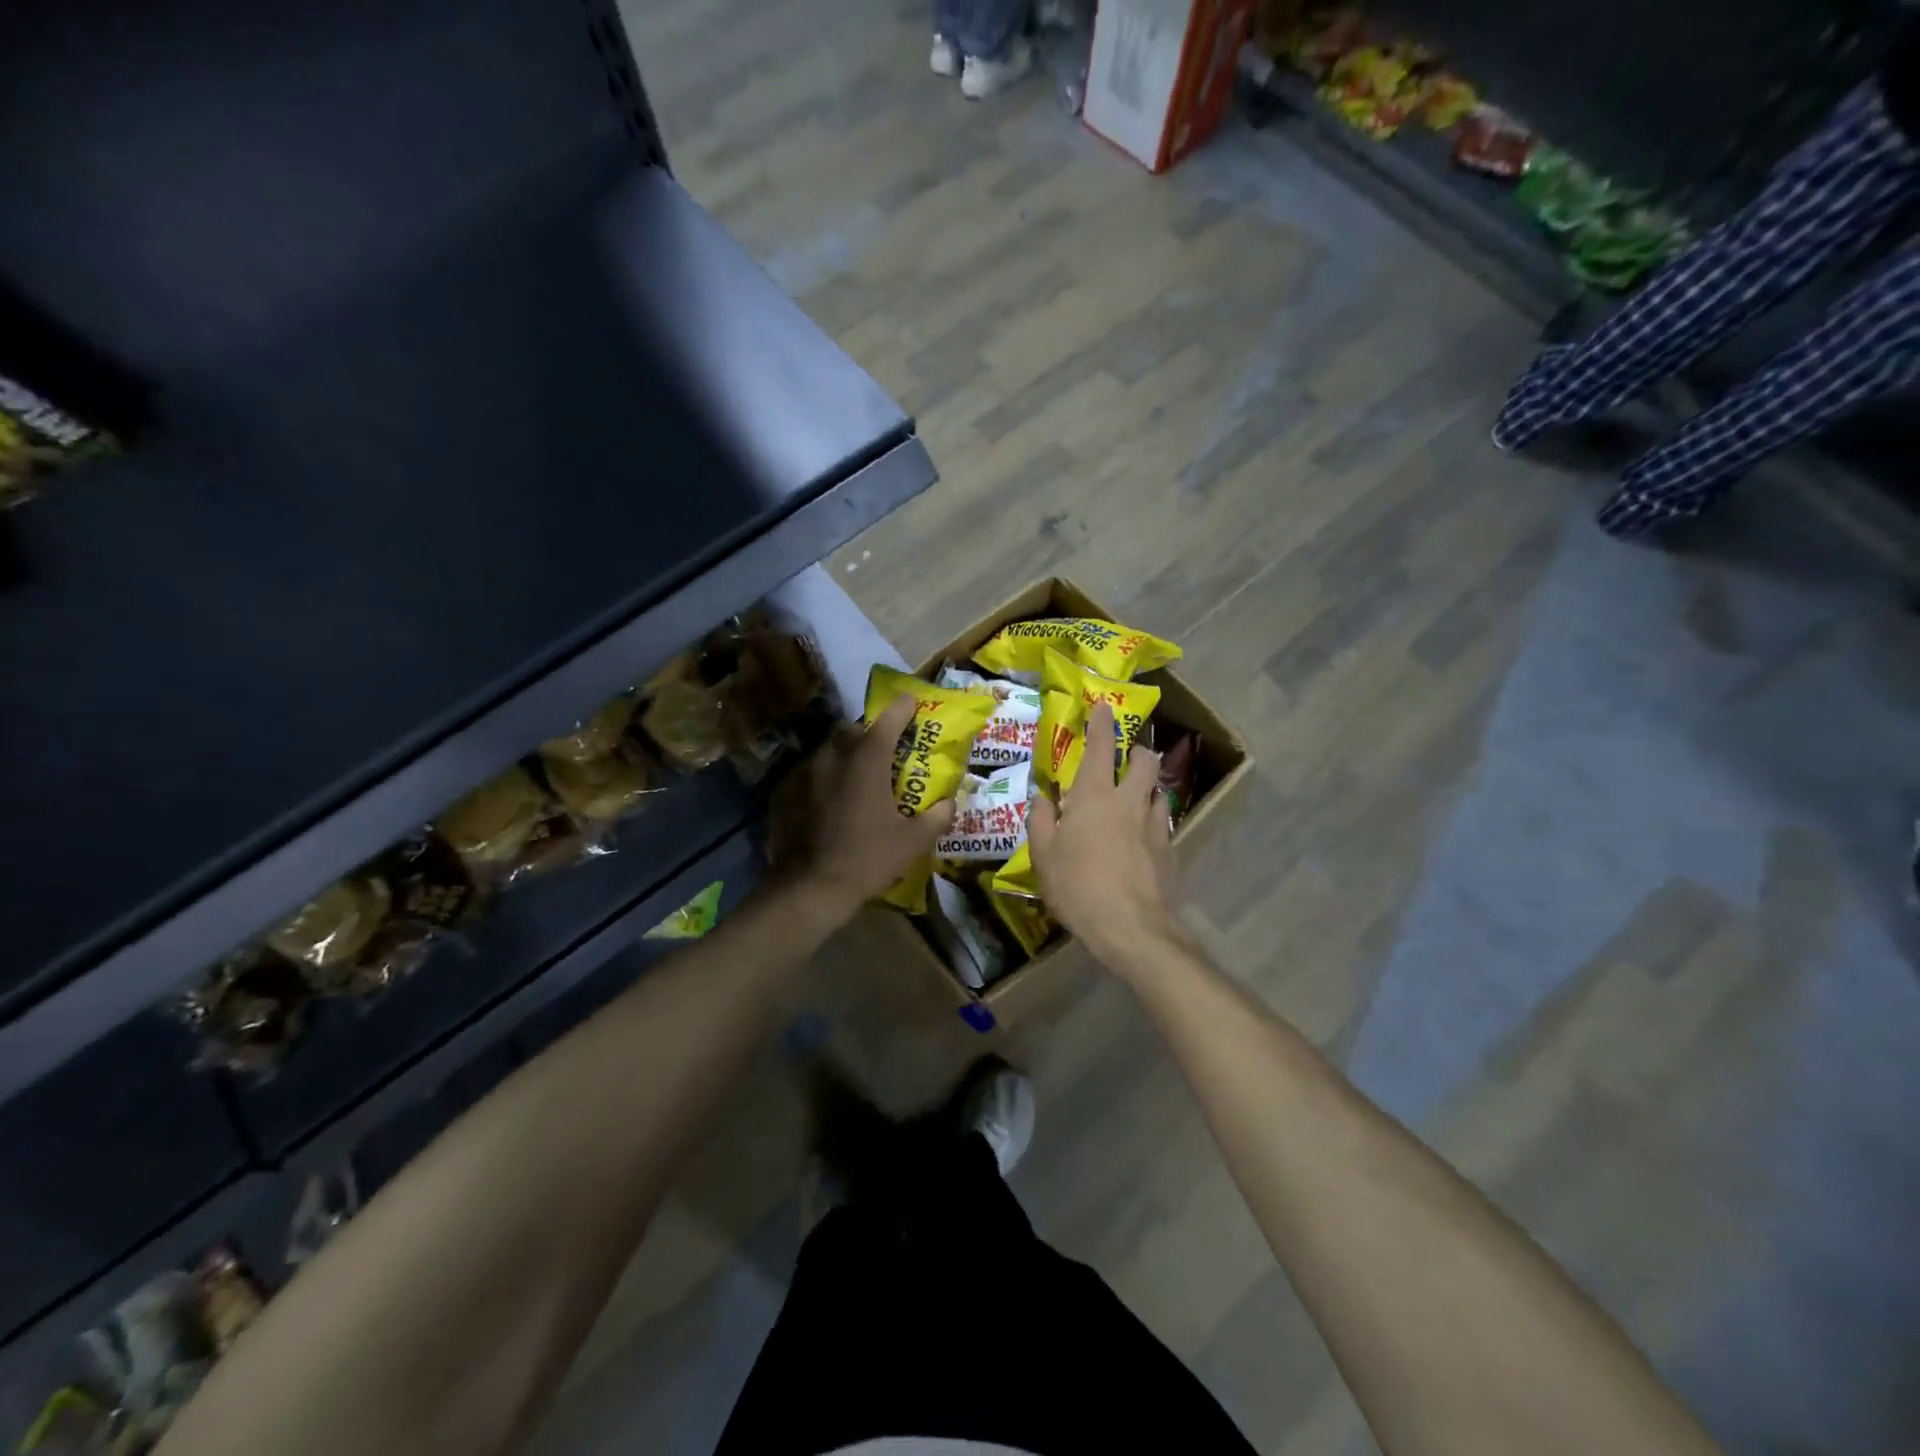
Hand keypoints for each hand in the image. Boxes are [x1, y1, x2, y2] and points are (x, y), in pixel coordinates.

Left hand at [768, 695, 954, 924]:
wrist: (809, 887)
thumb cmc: (867, 858)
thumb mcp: (913, 842)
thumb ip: (937, 817)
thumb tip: (950, 803)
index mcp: (867, 760)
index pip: (888, 719)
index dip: (902, 707)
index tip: (912, 702)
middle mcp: (834, 756)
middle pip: (853, 730)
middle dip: (869, 734)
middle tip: (883, 753)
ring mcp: (805, 772)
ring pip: (829, 750)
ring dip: (844, 756)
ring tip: (856, 778)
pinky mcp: (785, 791)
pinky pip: (810, 774)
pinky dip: (823, 779)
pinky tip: (829, 802)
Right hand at [1027, 702, 1182, 966]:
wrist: (1132, 928)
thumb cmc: (1078, 887)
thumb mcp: (1044, 856)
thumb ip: (1042, 821)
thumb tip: (1043, 797)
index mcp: (1094, 796)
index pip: (1101, 747)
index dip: (1101, 723)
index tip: (1102, 707)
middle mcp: (1129, 800)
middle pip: (1145, 760)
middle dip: (1138, 751)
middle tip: (1126, 758)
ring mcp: (1155, 824)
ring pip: (1158, 791)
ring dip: (1147, 788)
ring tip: (1133, 802)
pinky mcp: (1170, 850)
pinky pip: (1162, 823)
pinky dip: (1151, 822)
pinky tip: (1141, 841)